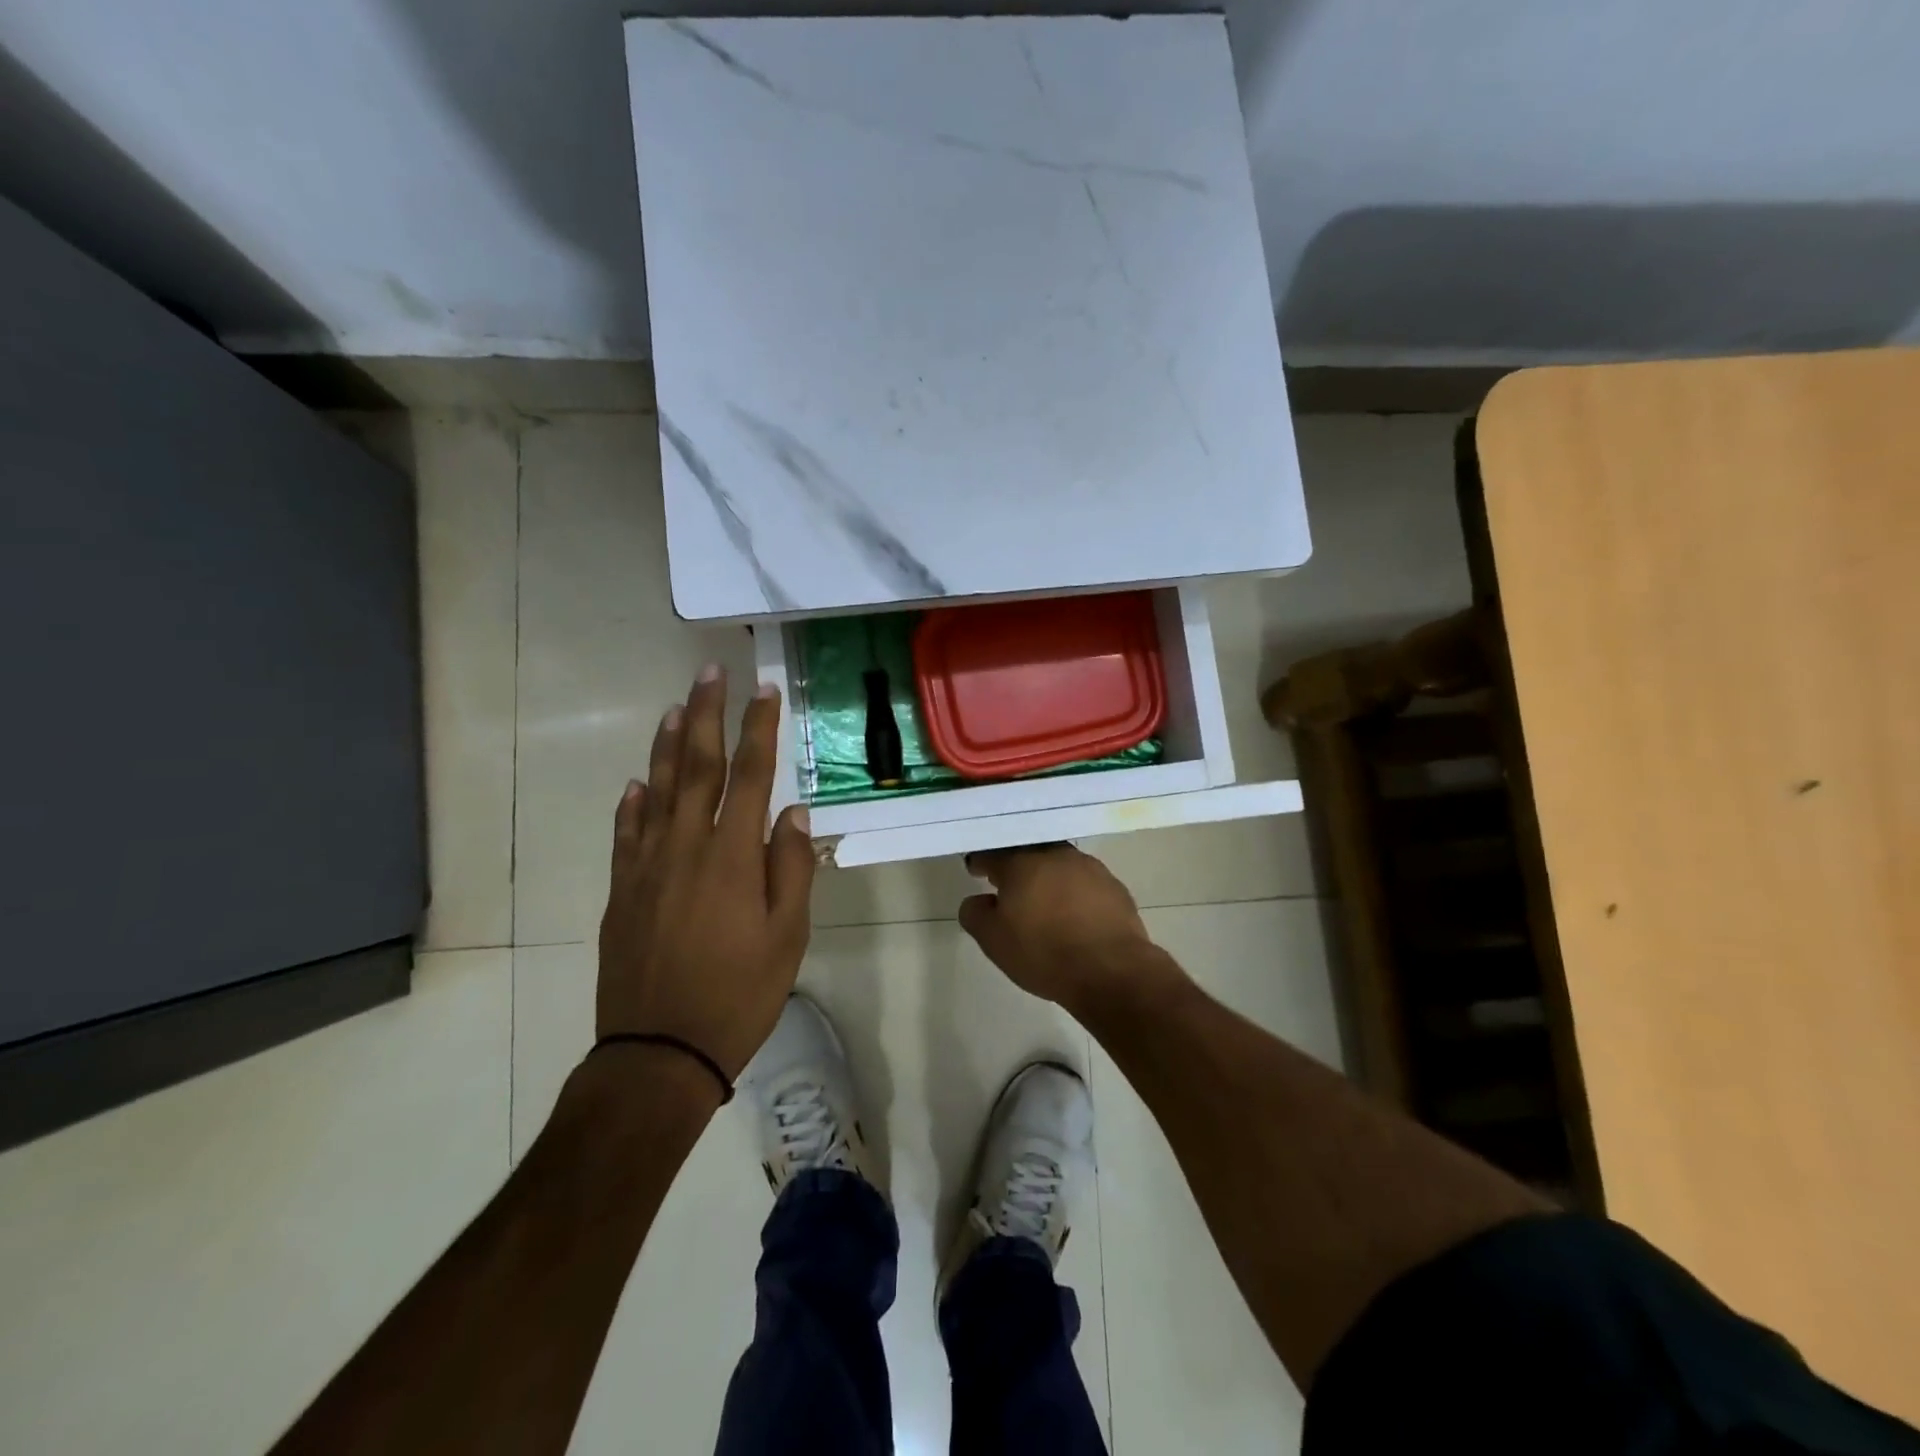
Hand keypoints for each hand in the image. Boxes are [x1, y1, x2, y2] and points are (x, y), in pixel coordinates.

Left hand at [596, 665, 813, 1078]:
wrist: (659, 1051)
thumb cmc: (738, 995)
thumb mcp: (787, 937)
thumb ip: (791, 869)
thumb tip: (795, 814)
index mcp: (731, 857)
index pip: (749, 776)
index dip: (758, 729)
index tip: (764, 690)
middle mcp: (685, 848)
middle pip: (695, 767)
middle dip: (705, 716)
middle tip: (709, 674)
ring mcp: (646, 867)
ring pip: (656, 791)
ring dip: (666, 746)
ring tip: (674, 709)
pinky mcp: (622, 891)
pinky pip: (626, 834)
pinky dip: (632, 804)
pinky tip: (636, 784)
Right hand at [958, 844, 1177, 1015]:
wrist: (1111, 970)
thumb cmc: (1043, 952)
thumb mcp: (993, 941)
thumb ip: (976, 914)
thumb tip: (978, 900)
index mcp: (1022, 863)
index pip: (993, 852)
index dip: (981, 861)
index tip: (976, 870)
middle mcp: (1056, 855)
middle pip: (1029, 852)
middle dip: (1016, 865)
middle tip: (1009, 884)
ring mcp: (1090, 868)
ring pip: (1060, 864)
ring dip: (1048, 876)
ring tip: (1043, 900)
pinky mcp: (1115, 886)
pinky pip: (1085, 882)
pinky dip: (1074, 892)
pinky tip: (1074, 914)